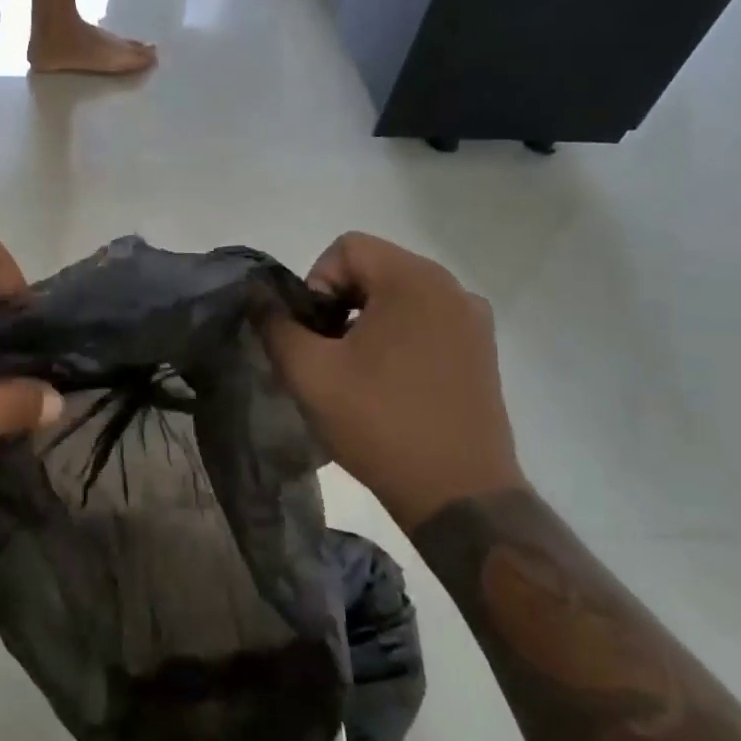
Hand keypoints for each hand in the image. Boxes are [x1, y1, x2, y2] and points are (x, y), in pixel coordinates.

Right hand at [263, 233, 525, 528]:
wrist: (458, 493)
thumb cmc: (379, 423)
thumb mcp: (309, 372)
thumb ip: (275, 325)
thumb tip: (258, 297)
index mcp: (414, 281)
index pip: (347, 247)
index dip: (315, 282)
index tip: (313, 332)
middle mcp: (451, 288)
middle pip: (374, 268)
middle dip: (338, 302)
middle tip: (325, 354)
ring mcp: (473, 320)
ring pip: (399, 296)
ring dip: (365, 321)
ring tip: (354, 372)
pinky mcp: (481, 351)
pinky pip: (425, 321)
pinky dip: (397, 337)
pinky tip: (388, 383)